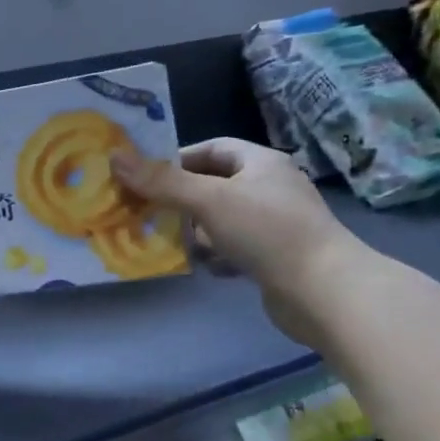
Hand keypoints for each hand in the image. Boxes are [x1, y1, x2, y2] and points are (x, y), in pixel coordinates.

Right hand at [113, 138, 365, 342]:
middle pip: (213, 185)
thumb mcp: (208, 200)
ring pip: (221, 220)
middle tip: (145, 210)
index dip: (178, 158)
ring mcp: (274, 225)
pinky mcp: (275, 258)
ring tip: (165, 240)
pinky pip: (234, 249)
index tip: (146, 175)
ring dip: (194, 230)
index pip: (212, 148)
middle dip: (180, 199)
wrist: (323, 292)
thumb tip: (115, 157)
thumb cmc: (267, 231)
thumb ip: (161, 181)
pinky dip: (215, 255)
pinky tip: (201, 266)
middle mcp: (269, 189)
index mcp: (261, 163)